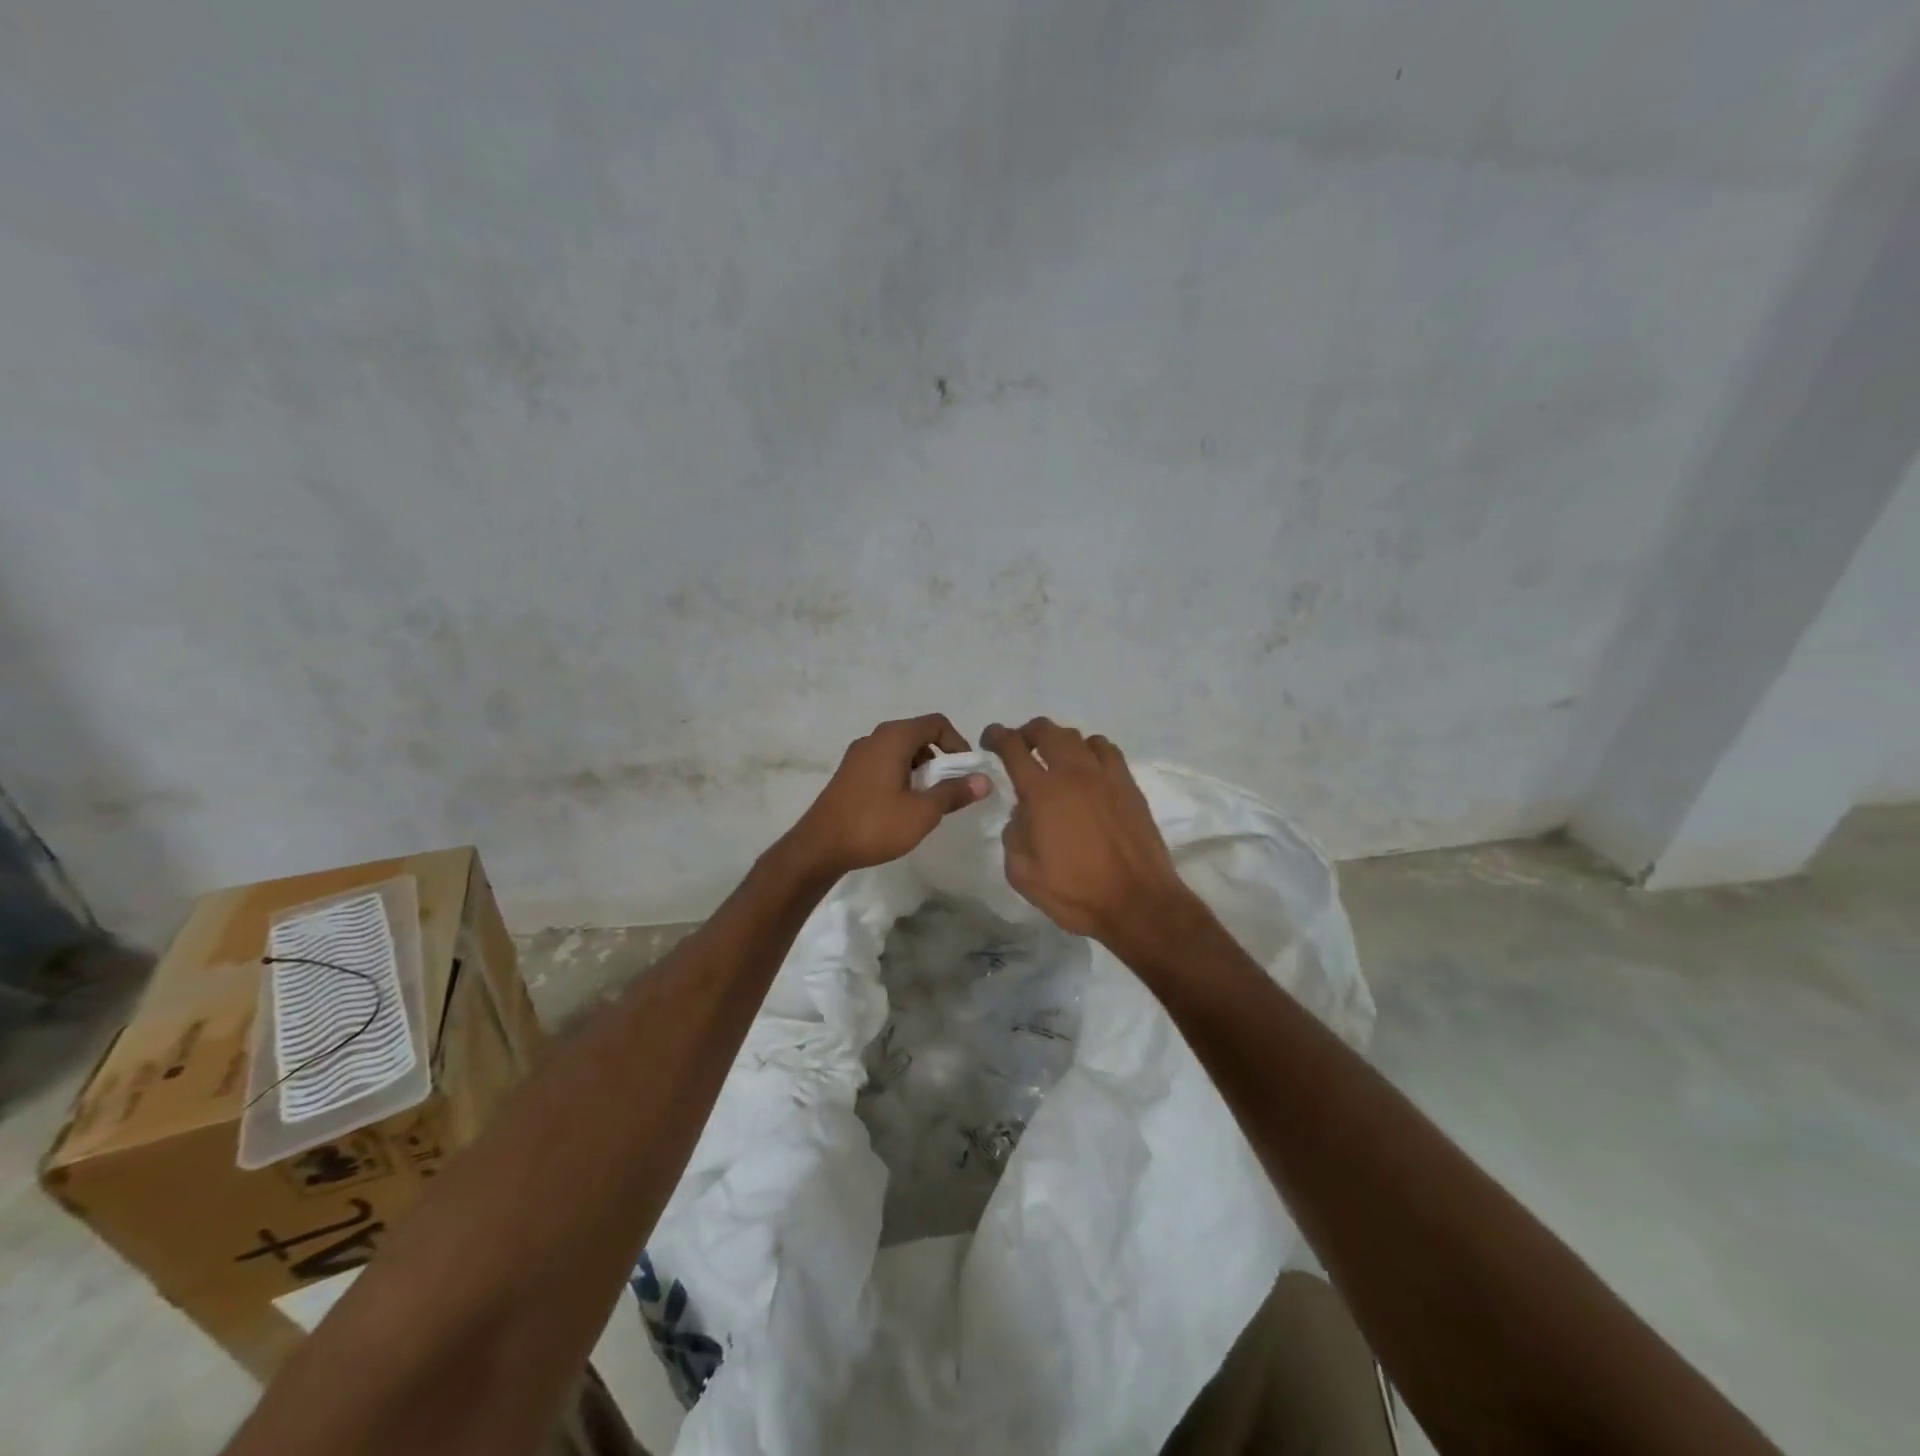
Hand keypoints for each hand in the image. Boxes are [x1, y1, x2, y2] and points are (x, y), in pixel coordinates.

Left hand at [788, 714, 991, 875]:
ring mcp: (858, 755)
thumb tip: (984, 780)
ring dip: (920, 770)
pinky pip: (884, 764)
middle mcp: (874, 738)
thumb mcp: (923, 812)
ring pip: (901, 751)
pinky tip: (901, 807)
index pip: (937, 723)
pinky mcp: (849, 773)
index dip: (958, 744)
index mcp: (893, 738)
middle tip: (949, 790)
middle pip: (919, 735)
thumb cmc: (874, 825)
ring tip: (926, 802)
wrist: (819, 848)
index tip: (965, 773)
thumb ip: (955, 793)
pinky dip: (901, 776)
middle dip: (940, 759)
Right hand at [983, 718, 1198, 946]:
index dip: (997, 736)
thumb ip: (1013, 835)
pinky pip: (1107, 749)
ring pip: (1077, 737)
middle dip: (1027, 732)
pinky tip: (1089, 767)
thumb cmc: (1075, 892)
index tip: (990, 740)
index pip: (1013, 748)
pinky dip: (1091, 749)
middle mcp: (1072, 774)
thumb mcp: (1022, 873)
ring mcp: (1104, 776)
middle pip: (1047, 731)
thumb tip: (1022, 813)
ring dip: (1059, 741)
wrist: (1137, 902)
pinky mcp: (1128, 785)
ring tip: (1055, 758)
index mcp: (1041, 793)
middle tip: (1021, 745)